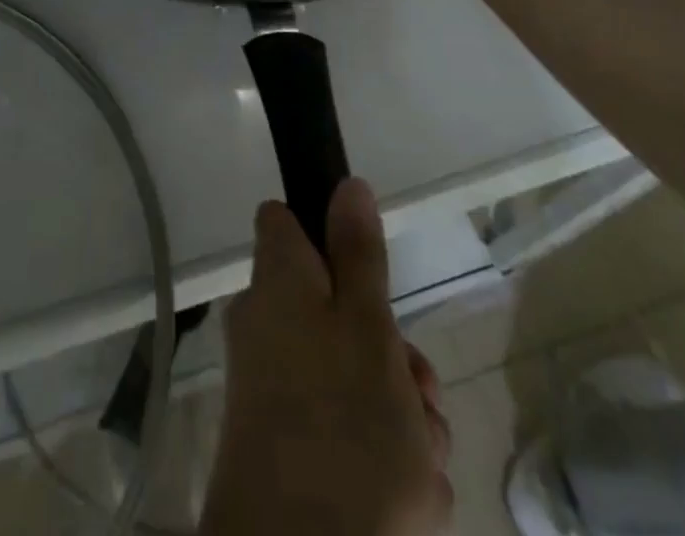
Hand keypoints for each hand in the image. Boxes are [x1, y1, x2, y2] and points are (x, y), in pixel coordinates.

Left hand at [201, 179, 453, 535]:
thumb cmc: (341, 428)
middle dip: (391, 352)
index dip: (326, 234)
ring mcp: (274, 388)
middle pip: (338, 310)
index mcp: (277, 282)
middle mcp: (266, 324)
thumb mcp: (366, 326)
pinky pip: (348, 433)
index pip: (285, 222)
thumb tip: (347, 183)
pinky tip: (405, 502)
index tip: (366, 272)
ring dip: (400, 416)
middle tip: (418, 395)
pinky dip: (383, 462)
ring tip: (418, 465)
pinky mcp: (287, 450)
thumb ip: (358, 253)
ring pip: (354, 378)